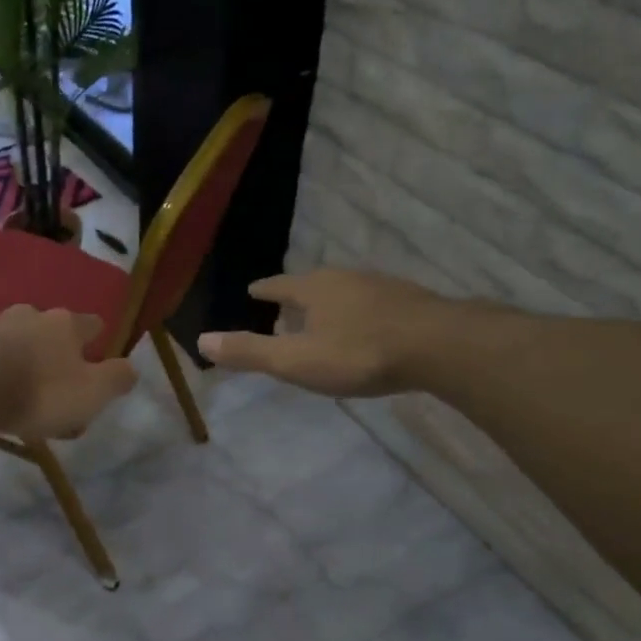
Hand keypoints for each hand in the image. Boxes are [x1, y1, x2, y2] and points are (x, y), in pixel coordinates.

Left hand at [0, 305, 137, 440]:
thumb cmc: (38, 392)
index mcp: (62, 325)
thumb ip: (116, 379)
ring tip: (6, 386)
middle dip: (47, 347)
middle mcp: (23, 316)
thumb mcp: (91, 393)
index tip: (96, 351)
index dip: (95, 337)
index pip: (89, 324)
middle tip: (48, 379)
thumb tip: (132, 368)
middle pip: (43, 327)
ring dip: (8, 355)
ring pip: (2, 337)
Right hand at [196, 269, 451, 397]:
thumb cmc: (358, 353)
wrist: (439, 346)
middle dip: (297, 297)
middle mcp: (345, 279)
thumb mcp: (296, 361)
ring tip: (324, 321)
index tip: (253, 290)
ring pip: (345, 292)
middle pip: (313, 285)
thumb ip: (251, 352)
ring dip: (330, 305)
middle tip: (286, 310)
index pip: (279, 285)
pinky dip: (360, 314)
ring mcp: (381, 287)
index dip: (264, 290)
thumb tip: (201, 340)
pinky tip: (367, 330)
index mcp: (314, 289)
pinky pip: (373, 304)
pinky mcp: (410, 301)